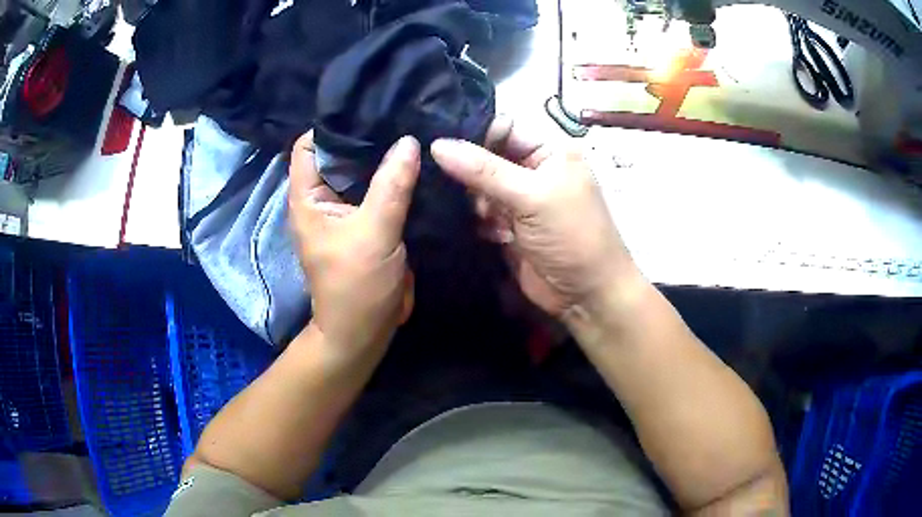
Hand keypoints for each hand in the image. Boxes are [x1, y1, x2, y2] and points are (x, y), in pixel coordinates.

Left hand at [288, 133, 418, 360]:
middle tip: (401, 113)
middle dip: (366, 137)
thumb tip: (409, 140)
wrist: (365, 330)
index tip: (369, 107)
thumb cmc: (356, 286)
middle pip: (340, 154)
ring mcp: (347, 209)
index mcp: (308, 197)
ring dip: (383, 157)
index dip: (334, 125)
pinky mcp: (368, 220)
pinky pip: (380, 189)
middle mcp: (323, 197)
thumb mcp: (373, 233)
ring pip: (363, 171)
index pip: (310, 145)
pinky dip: (395, 177)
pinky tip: (418, 161)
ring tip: (414, 130)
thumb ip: (391, 186)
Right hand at [431, 118, 641, 316]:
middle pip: (488, 158)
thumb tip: (436, 145)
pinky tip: (482, 231)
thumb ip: (484, 170)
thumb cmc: (571, 236)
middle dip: (470, 172)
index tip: (441, 150)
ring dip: (472, 200)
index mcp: (549, 152)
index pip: (503, 129)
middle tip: (453, 188)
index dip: (474, 136)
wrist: (586, 295)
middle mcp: (534, 170)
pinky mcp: (509, 227)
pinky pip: (482, 213)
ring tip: (479, 215)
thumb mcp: (531, 196)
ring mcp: (521, 200)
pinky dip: (476, 220)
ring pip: (481, 187)